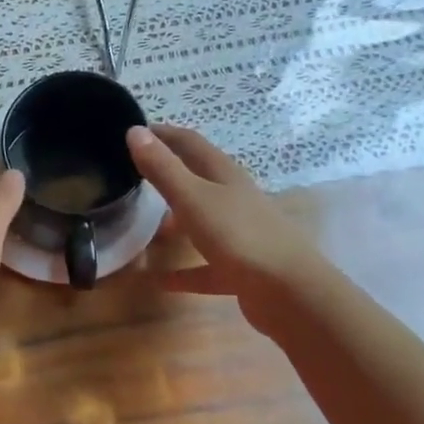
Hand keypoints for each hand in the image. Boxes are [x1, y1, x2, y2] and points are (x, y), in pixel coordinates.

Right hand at [127, 124, 316, 334]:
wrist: (290, 293)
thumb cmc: (239, 236)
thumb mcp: (193, 198)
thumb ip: (163, 168)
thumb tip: (134, 130)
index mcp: (225, 176)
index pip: (190, 143)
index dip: (163, 134)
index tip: (134, 131)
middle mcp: (235, 199)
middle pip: (198, 179)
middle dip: (169, 173)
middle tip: (133, 175)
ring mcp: (241, 234)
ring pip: (202, 220)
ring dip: (176, 221)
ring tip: (146, 226)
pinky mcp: (242, 269)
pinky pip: (206, 266)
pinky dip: (185, 271)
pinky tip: (161, 281)